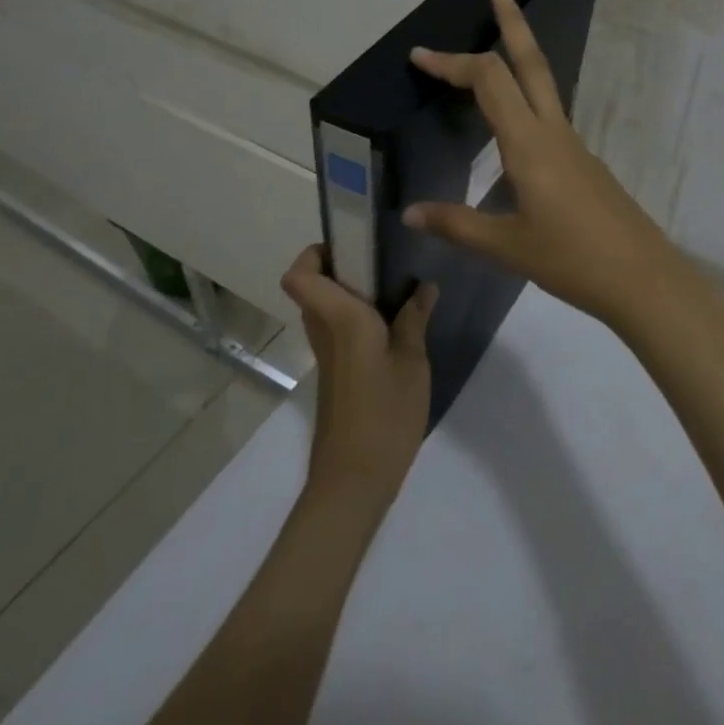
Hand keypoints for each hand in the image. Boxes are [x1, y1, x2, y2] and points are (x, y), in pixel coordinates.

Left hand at [280, 246, 436, 500]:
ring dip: (351, 293)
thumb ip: (414, 319)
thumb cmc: (384, 414)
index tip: (351, 244)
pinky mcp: (336, 375)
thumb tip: (424, 286)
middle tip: (385, 261)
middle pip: (313, 287)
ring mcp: (328, 355)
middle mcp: (325, 331)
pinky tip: (395, 327)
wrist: (354, 481)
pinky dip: (359, 319)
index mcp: (340, 319)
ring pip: (325, 309)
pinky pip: (338, 331)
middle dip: (342, 266)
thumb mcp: (412, 362)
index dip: (313, 253)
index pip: (299, 276)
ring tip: (397, 289)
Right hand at [403, 0, 694, 331]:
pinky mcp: (584, 162)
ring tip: (495, 50)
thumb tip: (410, 213)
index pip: (489, 82)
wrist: (643, 278)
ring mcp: (574, 145)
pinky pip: (550, 116)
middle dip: (514, 23)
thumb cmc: (572, 260)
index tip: (419, 56)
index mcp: (530, 144)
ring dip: (522, 57)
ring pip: (545, 85)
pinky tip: (512, 127)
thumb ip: (457, 225)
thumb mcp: (507, 247)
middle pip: (532, 63)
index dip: (453, 63)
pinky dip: (527, 99)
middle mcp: (554, 132)